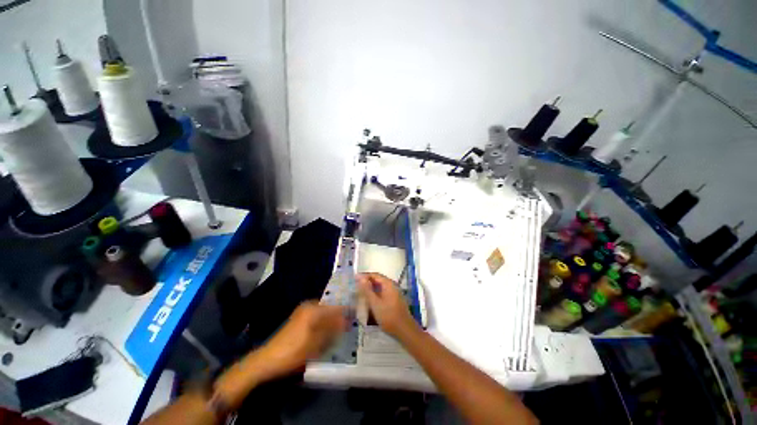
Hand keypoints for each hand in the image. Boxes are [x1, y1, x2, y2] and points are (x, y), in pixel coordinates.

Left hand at [257, 301, 347, 378]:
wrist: (267, 361)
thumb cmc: (293, 351)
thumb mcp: (316, 342)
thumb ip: (333, 329)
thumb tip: (348, 320)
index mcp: (314, 309)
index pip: (336, 307)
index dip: (346, 313)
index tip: (355, 319)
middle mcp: (309, 306)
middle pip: (330, 309)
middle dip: (339, 318)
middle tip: (348, 328)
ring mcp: (302, 312)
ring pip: (324, 314)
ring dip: (331, 322)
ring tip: (339, 332)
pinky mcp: (299, 320)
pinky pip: (317, 319)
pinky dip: (323, 325)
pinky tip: (326, 334)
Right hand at [357, 273, 417, 338]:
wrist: (404, 330)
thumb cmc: (388, 316)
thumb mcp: (375, 303)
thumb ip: (367, 290)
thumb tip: (360, 277)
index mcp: (388, 284)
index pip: (375, 275)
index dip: (364, 276)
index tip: (354, 279)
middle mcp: (392, 286)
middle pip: (378, 280)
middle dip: (367, 282)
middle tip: (356, 286)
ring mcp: (394, 293)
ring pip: (380, 287)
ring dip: (371, 289)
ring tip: (361, 293)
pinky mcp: (395, 300)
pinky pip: (383, 293)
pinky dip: (376, 294)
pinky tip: (370, 300)